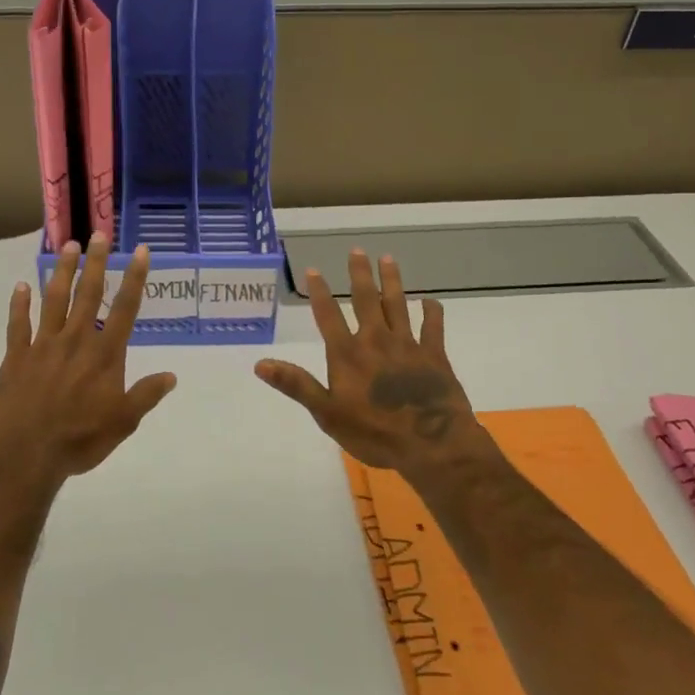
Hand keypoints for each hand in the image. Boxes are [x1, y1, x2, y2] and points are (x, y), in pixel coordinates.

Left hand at [0, 234, 177, 484]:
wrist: (25, 454)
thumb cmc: (80, 439)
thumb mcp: (123, 422)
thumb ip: (146, 395)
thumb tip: (172, 375)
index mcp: (104, 354)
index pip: (125, 308)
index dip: (134, 278)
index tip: (140, 250)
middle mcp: (76, 340)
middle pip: (88, 294)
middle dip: (96, 262)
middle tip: (98, 234)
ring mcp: (43, 345)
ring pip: (54, 299)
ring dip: (62, 271)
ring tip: (68, 246)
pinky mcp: (17, 356)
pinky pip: (18, 324)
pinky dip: (19, 304)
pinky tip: (21, 286)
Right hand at [256, 249, 483, 476]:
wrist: (431, 444)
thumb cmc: (374, 433)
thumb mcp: (327, 414)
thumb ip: (296, 385)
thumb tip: (260, 364)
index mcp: (348, 354)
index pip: (328, 316)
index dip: (319, 292)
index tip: (313, 269)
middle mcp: (376, 341)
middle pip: (366, 300)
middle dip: (360, 275)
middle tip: (357, 251)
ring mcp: (407, 345)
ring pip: (398, 305)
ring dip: (392, 282)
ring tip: (388, 259)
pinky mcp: (434, 355)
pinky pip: (433, 327)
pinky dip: (432, 312)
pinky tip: (430, 301)